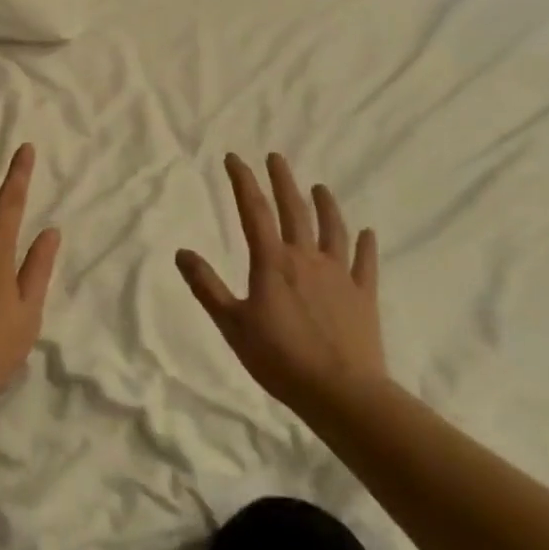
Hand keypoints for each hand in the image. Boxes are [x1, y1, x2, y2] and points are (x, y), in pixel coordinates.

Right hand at [176, 153, 386, 421]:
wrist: (341, 392)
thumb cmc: (279, 358)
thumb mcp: (231, 324)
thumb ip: (207, 286)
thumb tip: (181, 252)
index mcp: (272, 262)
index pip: (254, 210)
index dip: (243, 181)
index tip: (234, 158)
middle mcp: (306, 258)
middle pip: (294, 210)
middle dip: (283, 181)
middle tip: (276, 157)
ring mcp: (339, 274)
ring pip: (332, 229)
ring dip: (325, 205)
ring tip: (319, 187)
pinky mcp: (363, 295)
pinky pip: (365, 263)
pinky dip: (365, 245)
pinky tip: (367, 233)